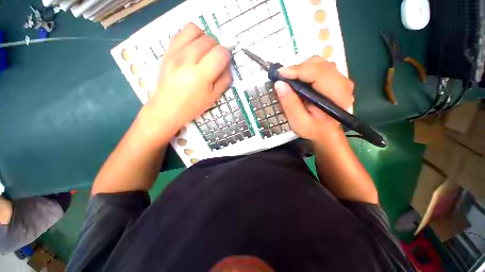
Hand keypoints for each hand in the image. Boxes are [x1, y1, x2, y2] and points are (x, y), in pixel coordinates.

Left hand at [143, 23, 230, 136]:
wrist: (167, 107)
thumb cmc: (193, 106)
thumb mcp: (213, 97)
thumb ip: (224, 80)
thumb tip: (227, 65)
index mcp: (200, 76)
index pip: (220, 53)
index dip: (226, 56)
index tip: (224, 63)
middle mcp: (187, 60)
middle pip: (209, 40)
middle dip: (217, 47)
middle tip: (215, 59)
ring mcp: (174, 53)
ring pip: (194, 30)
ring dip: (204, 38)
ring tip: (204, 50)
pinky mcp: (167, 51)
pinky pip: (181, 32)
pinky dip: (191, 36)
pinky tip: (193, 48)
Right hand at [274, 56, 353, 141]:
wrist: (326, 132)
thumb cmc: (313, 129)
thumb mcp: (298, 122)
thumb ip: (290, 104)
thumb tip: (279, 84)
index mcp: (337, 96)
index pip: (319, 74)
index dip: (299, 70)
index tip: (280, 73)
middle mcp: (343, 84)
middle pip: (320, 65)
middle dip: (299, 68)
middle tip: (283, 78)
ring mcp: (340, 80)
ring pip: (320, 63)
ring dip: (302, 68)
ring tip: (289, 79)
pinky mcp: (335, 79)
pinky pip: (320, 67)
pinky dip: (306, 70)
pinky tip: (298, 79)